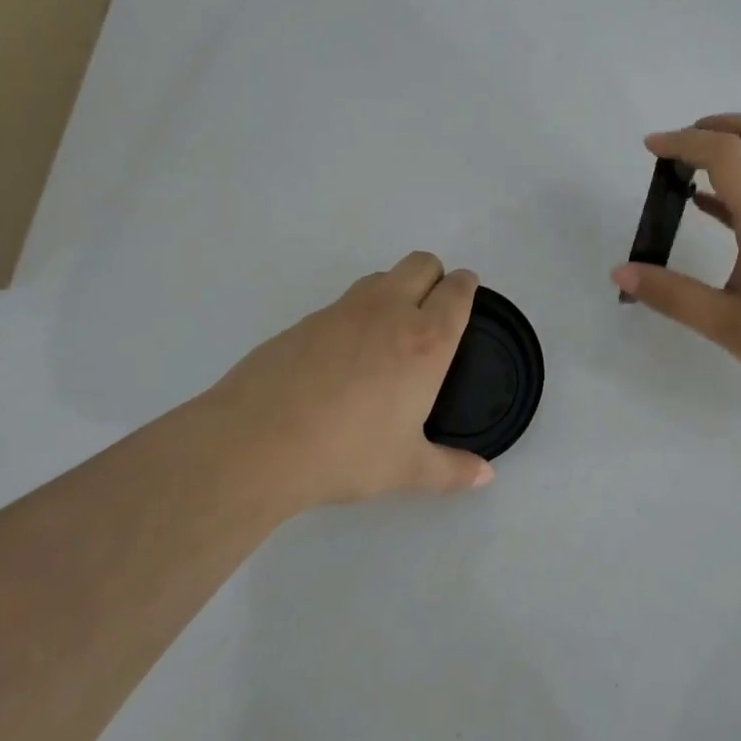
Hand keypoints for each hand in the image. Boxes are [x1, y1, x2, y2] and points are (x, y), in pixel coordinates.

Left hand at [197, 252, 494, 512]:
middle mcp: (389, 312)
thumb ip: (451, 470)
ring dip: (394, 289)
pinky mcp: (304, 320)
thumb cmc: (346, 454)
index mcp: (426, 340)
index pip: (457, 290)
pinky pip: (343, 303)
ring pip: (381, 276)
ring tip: (388, 333)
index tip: (467, 295)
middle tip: (432, 310)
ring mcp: (342, 311)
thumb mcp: (406, 469)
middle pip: (422, 263)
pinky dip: (354, 316)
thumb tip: (485, 476)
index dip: (466, 286)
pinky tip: (341, 359)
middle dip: (434, 275)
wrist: (255, 443)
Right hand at [611, 115, 740, 399]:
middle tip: (682, 143)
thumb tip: (622, 272)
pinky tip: (717, 212)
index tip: (651, 148)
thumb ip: (671, 295)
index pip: (725, 153)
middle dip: (719, 125)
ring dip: (735, 153)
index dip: (684, 142)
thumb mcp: (725, 323)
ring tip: (691, 174)